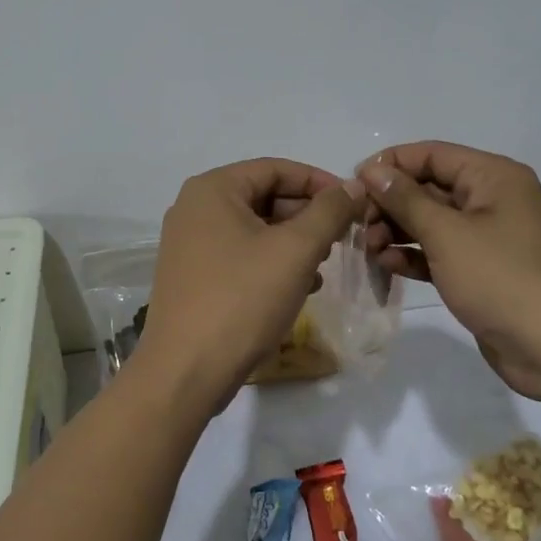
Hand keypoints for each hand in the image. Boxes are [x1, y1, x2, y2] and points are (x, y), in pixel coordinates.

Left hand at [137, 159, 363, 412]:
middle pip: (263, 197)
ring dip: (293, 242)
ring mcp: (189, 243)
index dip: (319, 182)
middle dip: (307, 215)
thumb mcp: (295, 251)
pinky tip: (301, 287)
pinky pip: (240, 255)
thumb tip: (352, 185)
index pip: (276, 169)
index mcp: (212, 189)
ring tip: (325, 264)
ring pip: (254, 229)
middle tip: (343, 237)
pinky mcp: (192, 276)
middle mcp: (194, 208)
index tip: (354, 204)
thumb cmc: (242, 300)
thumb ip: (328, 212)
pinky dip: (272, 263)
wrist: (186, 372)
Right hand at [357, 142, 540, 398]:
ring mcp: (490, 237)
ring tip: (369, 249)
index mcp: (494, 177)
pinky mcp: (484, 270)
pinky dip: (415, 255)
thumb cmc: (501, 279)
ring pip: (432, 221)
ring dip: (397, 231)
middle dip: (391, 204)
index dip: (390, 165)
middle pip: (430, 187)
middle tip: (359, 226)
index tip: (353, 186)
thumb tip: (372, 171)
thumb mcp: (446, 234)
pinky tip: (389, 265)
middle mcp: (493, 199)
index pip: (432, 154)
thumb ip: (405, 199)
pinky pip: (441, 251)